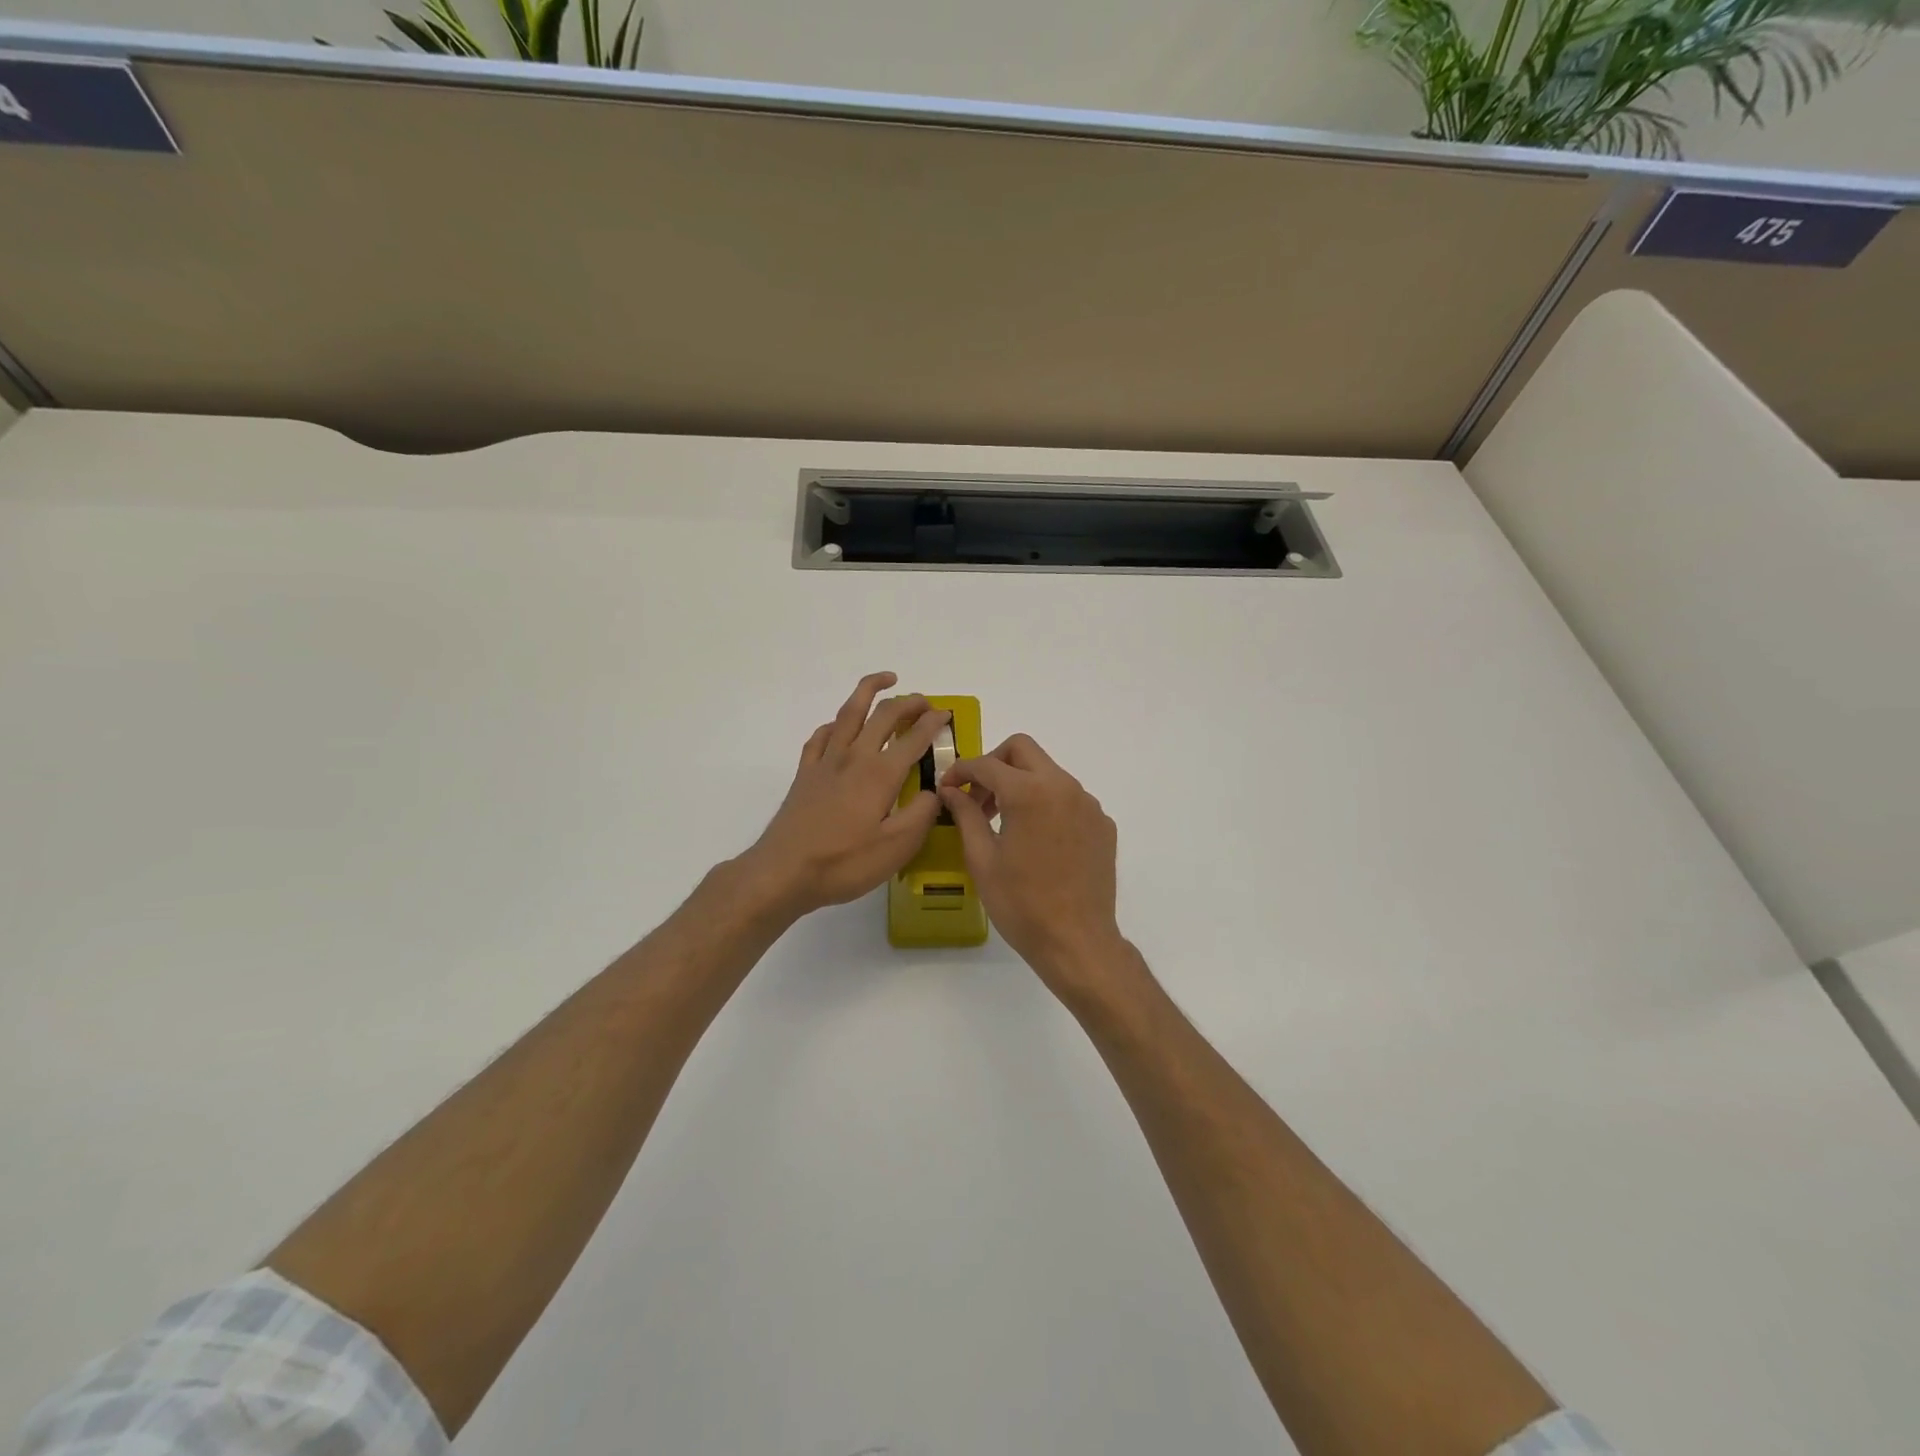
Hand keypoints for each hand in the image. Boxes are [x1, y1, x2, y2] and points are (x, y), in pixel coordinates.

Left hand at [739, 672, 950, 918]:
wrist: (783, 871)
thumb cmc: (844, 862)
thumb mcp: (896, 847)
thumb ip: (921, 814)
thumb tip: (934, 791)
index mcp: (880, 774)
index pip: (913, 738)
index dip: (933, 723)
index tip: (946, 715)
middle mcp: (854, 758)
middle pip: (883, 716)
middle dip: (908, 703)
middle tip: (925, 701)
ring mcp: (825, 763)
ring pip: (849, 713)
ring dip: (869, 691)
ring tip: (885, 680)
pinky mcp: (805, 774)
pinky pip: (822, 736)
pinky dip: (836, 723)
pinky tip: (840, 727)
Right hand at [939, 734, 1128, 995]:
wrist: (1077, 942)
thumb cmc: (1021, 904)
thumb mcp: (982, 859)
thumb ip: (966, 814)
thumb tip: (951, 790)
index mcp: (1029, 792)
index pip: (987, 764)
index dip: (960, 771)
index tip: (947, 788)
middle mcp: (1063, 786)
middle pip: (1023, 750)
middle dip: (994, 764)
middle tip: (978, 797)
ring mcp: (1088, 804)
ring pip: (1048, 772)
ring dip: (1021, 783)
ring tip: (1003, 821)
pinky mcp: (1102, 824)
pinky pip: (1068, 798)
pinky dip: (1046, 804)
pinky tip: (1036, 840)